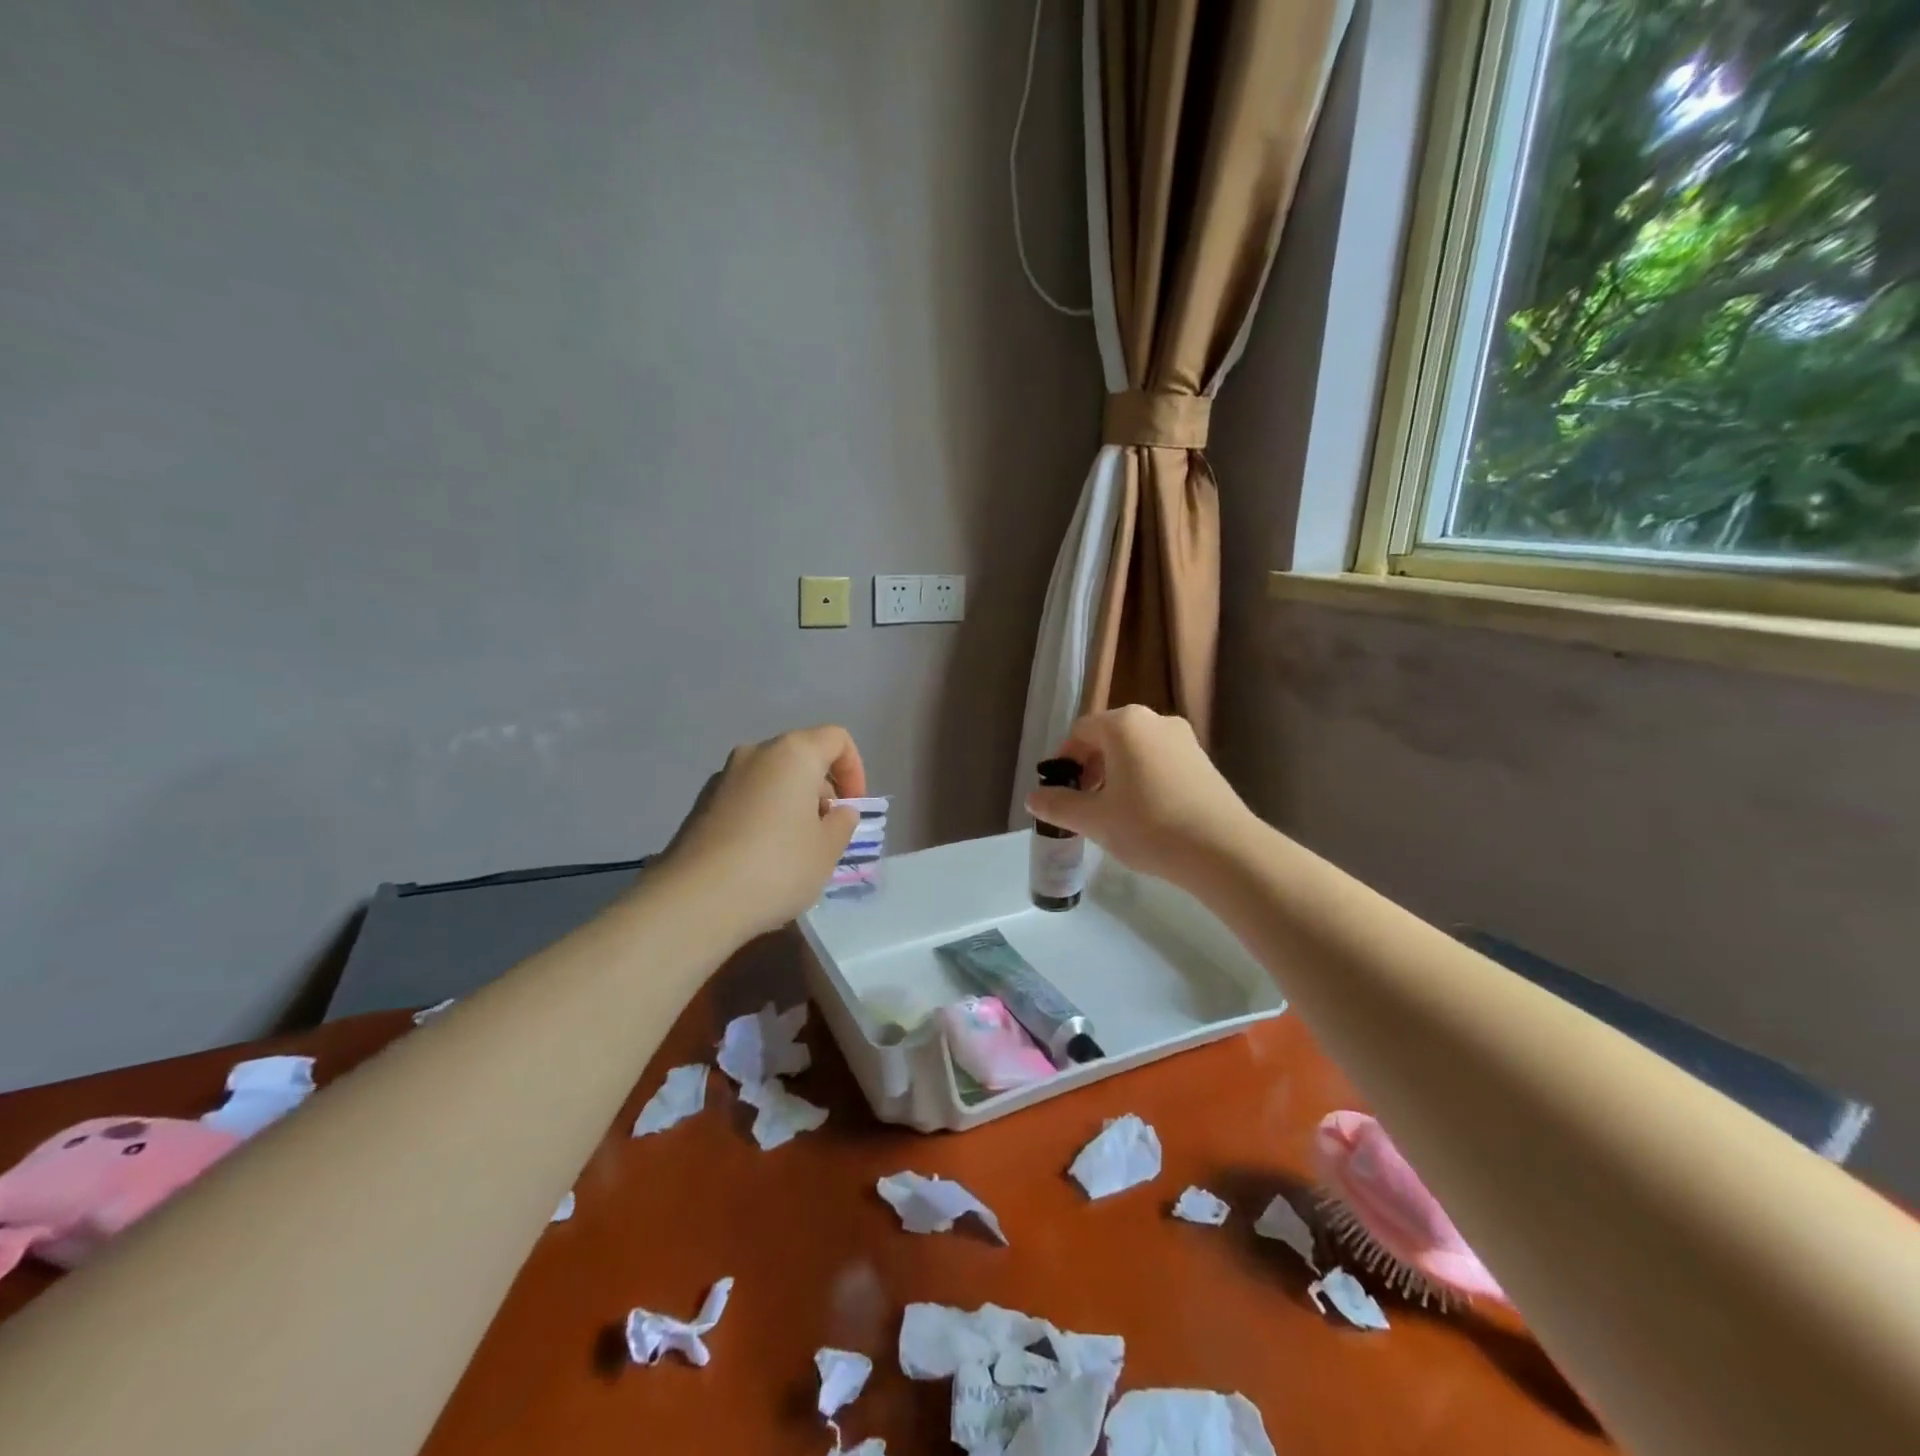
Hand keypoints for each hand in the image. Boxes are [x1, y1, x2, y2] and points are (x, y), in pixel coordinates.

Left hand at [663, 725, 866, 937]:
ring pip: (772, 779)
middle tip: (827, 833)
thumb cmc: (777, 867)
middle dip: (822, 790)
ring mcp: (723, 778)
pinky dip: (764, 816)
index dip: (855, 770)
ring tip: (795, 850)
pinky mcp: (701, 805)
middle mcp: (755, 754)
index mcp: (793, 754)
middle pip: (802, 757)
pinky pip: (747, 799)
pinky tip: (762, 858)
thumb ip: (842, 823)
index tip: (852, 808)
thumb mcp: (827, 850)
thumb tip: (838, 811)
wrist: (695, 900)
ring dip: (792, 804)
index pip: (836, 739)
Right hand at [1024, 706, 1256, 888]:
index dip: (1064, 760)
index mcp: (1124, 724)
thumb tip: (1032, 799)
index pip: (1080, 732)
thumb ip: (1058, 805)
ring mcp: (1184, 739)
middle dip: (1090, 767)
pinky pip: (1160, 761)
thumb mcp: (1094, 819)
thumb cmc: (1148, 826)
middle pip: (1108, 737)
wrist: (1223, 850)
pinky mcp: (1203, 761)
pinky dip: (1143, 779)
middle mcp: (1155, 720)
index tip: (1059, 792)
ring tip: (1112, 812)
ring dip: (1116, 774)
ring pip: (1136, 750)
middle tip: (1082, 803)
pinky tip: (1145, 814)